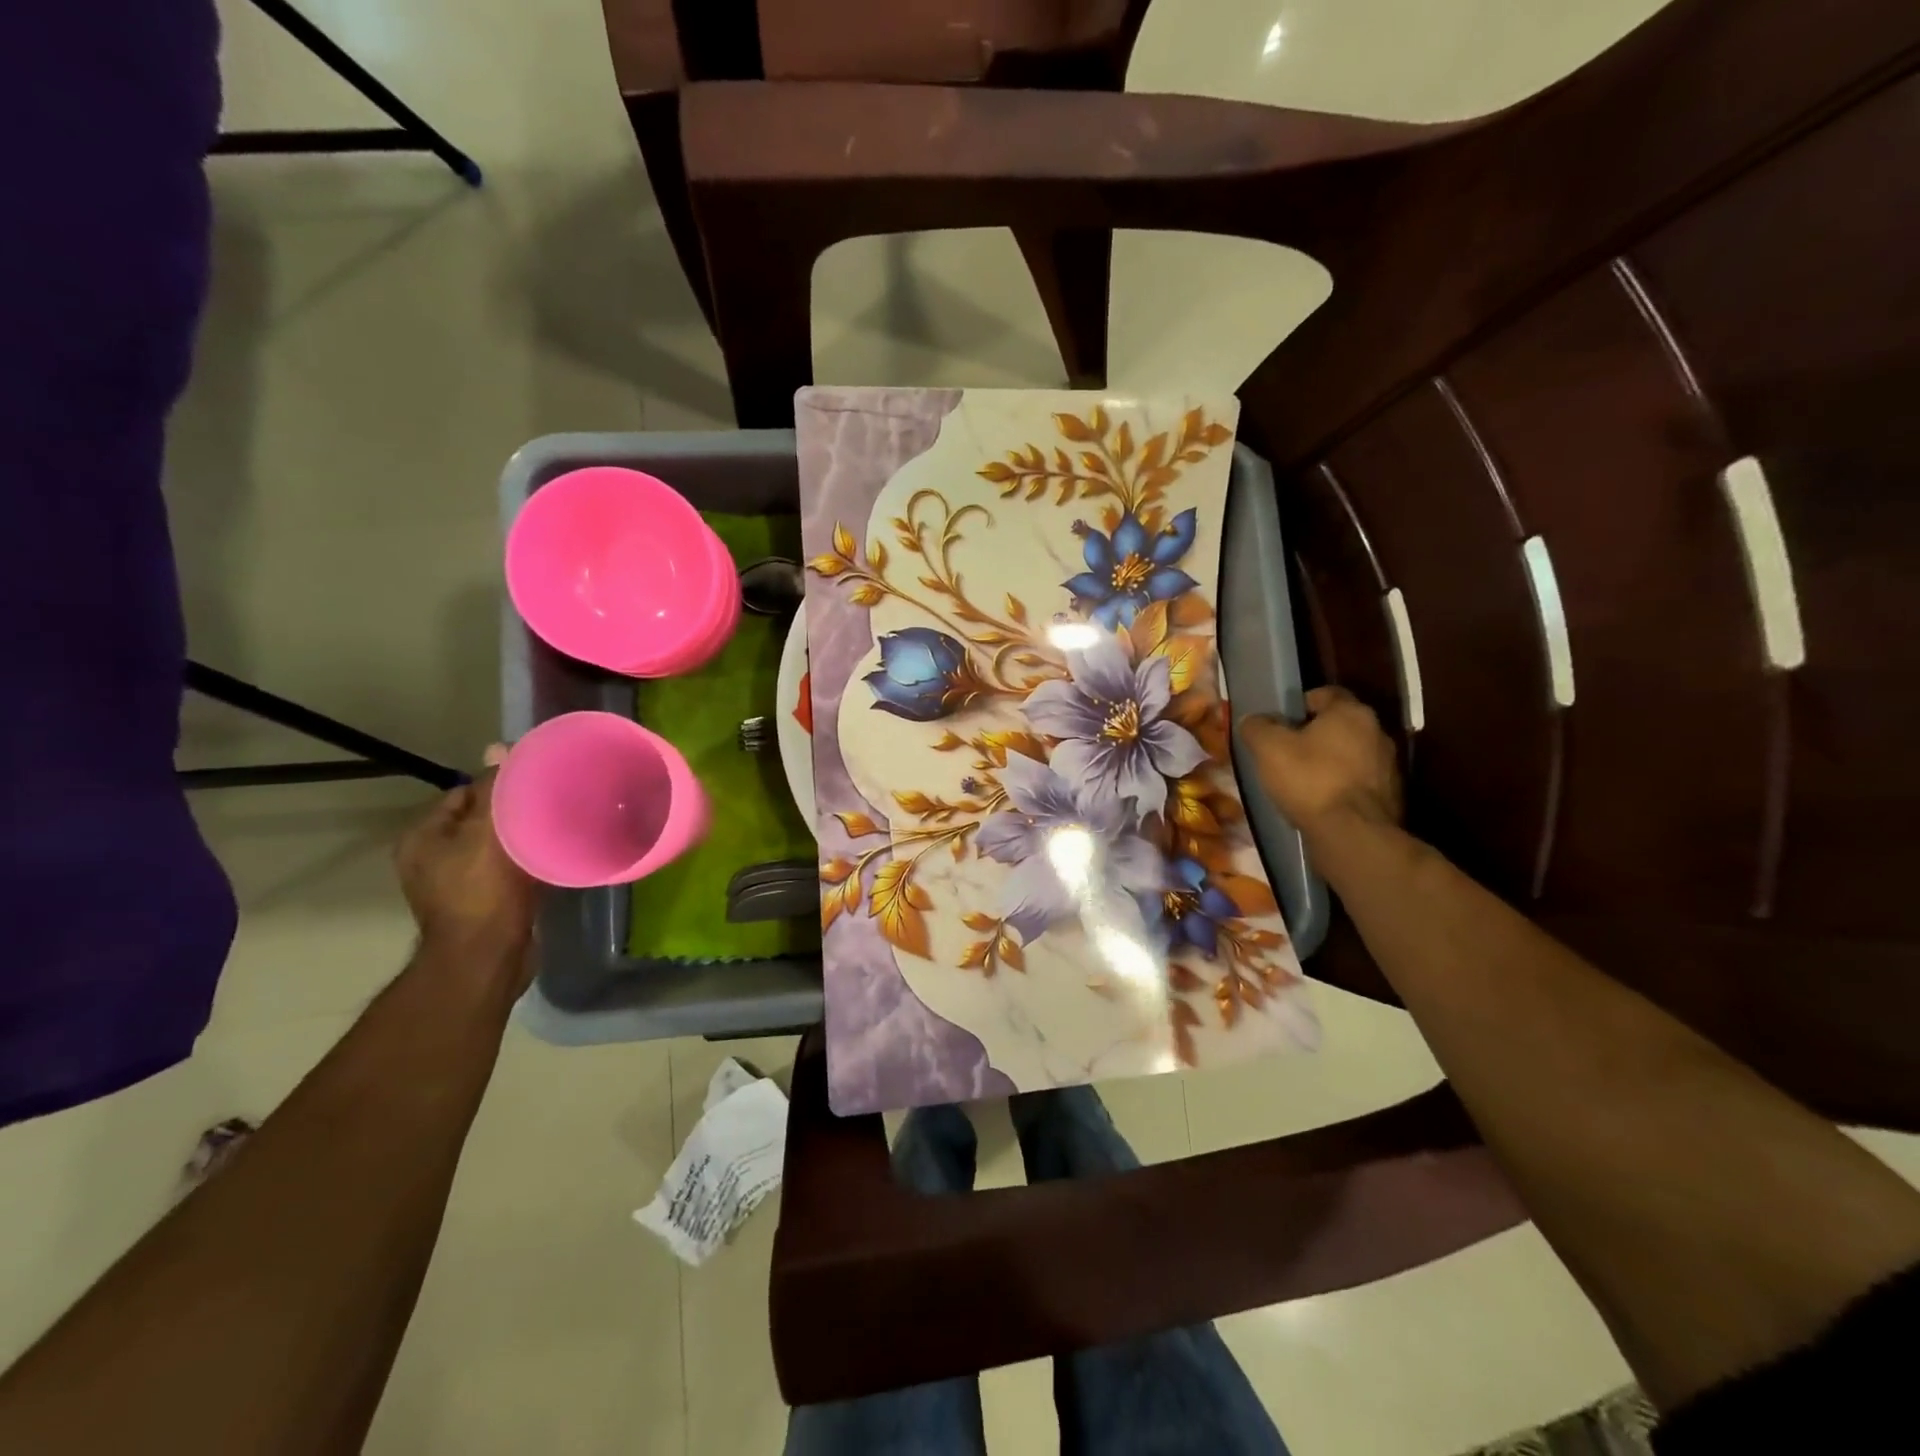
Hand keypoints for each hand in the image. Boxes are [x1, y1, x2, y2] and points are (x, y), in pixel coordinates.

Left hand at [394, 760, 539, 963]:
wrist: (486, 960)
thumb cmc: (481, 894)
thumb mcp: (488, 834)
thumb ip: (496, 790)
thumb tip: (500, 747)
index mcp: (422, 837)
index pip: (465, 792)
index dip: (501, 784)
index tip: (538, 783)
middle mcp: (433, 857)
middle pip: (484, 818)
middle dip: (517, 811)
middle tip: (555, 804)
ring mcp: (457, 883)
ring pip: (499, 844)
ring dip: (526, 837)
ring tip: (560, 828)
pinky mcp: (484, 902)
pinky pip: (509, 868)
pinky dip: (529, 861)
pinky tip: (554, 858)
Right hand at [1239, 686, 1401, 842]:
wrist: (1352, 833)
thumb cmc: (1309, 779)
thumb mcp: (1268, 748)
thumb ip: (1257, 727)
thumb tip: (1253, 720)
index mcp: (1350, 712)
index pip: (1327, 693)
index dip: (1302, 704)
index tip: (1284, 722)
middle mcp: (1378, 731)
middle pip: (1342, 724)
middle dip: (1317, 734)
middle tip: (1289, 751)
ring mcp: (1389, 765)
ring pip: (1353, 754)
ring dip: (1332, 761)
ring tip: (1305, 780)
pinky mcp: (1392, 795)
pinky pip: (1360, 781)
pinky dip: (1343, 786)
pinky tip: (1323, 802)